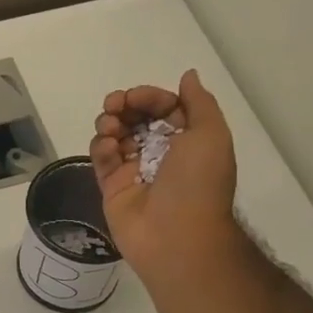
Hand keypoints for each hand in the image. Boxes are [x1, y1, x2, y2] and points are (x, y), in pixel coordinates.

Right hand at [89, 69, 238, 281]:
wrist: (176, 236)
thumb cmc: (197, 183)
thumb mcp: (211, 134)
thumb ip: (198, 102)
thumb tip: (188, 76)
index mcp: (188, 140)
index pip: (164, 107)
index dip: (149, 97)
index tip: (135, 97)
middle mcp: (161, 153)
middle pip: (136, 118)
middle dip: (124, 106)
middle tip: (114, 106)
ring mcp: (135, 170)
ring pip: (116, 135)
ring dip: (110, 123)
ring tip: (110, 128)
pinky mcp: (112, 187)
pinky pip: (102, 159)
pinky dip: (101, 147)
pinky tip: (108, 148)